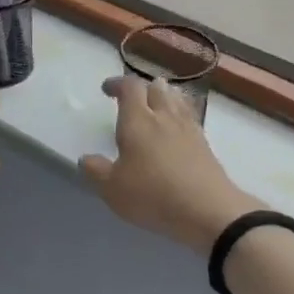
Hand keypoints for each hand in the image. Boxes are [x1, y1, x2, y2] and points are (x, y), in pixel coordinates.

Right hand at [80, 76, 260, 255]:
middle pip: (156, 88)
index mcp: (138, 121)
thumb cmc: (153, 195)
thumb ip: (96, 171)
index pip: (129, 87)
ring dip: (165, 97)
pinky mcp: (205, 144)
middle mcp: (164, 117)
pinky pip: (190, 118)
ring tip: (157, 105)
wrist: (207, 209)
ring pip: (176, 100)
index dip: (117, 84)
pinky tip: (178, 128)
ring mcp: (188, 128)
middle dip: (143, 88)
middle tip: (133, 98)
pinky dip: (180, 115)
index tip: (107, 89)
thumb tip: (86, 159)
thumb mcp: (113, 189)